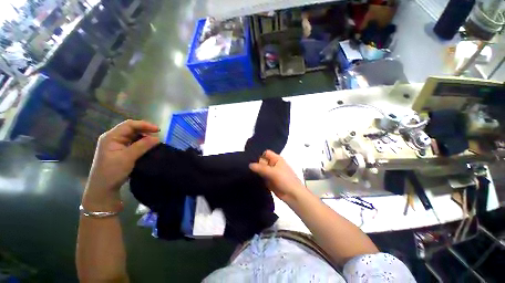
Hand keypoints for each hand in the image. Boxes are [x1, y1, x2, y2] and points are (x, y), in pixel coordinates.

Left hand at [82, 120, 159, 210]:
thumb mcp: (127, 158)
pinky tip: (148, 146)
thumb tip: (157, 138)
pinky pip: (133, 142)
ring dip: (144, 137)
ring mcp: (116, 144)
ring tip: (154, 141)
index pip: (129, 125)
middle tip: (158, 135)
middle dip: (145, 130)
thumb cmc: (112, 172)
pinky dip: (142, 143)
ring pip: (133, 135)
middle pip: (131, 129)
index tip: (158, 130)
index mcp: (111, 137)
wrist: (103, 188)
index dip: (144, 125)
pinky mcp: (120, 150)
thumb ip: (142, 146)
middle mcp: (113, 138)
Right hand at [249, 150, 305, 202]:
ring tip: (246, 171)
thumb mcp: (273, 172)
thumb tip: (249, 165)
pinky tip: (250, 177)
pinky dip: (257, 177)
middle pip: (262, 161)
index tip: (249, 159)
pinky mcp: (269, 180)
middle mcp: (273, 164)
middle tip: (245, 166)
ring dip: (255, 171)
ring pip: (261, 169)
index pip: (265, 153)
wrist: (293, 195)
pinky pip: (261, 176)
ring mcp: (271, 172)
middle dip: (255, 163)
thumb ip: (261, 168)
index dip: (259, 155)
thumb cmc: (285, 180)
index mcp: (276, 159)